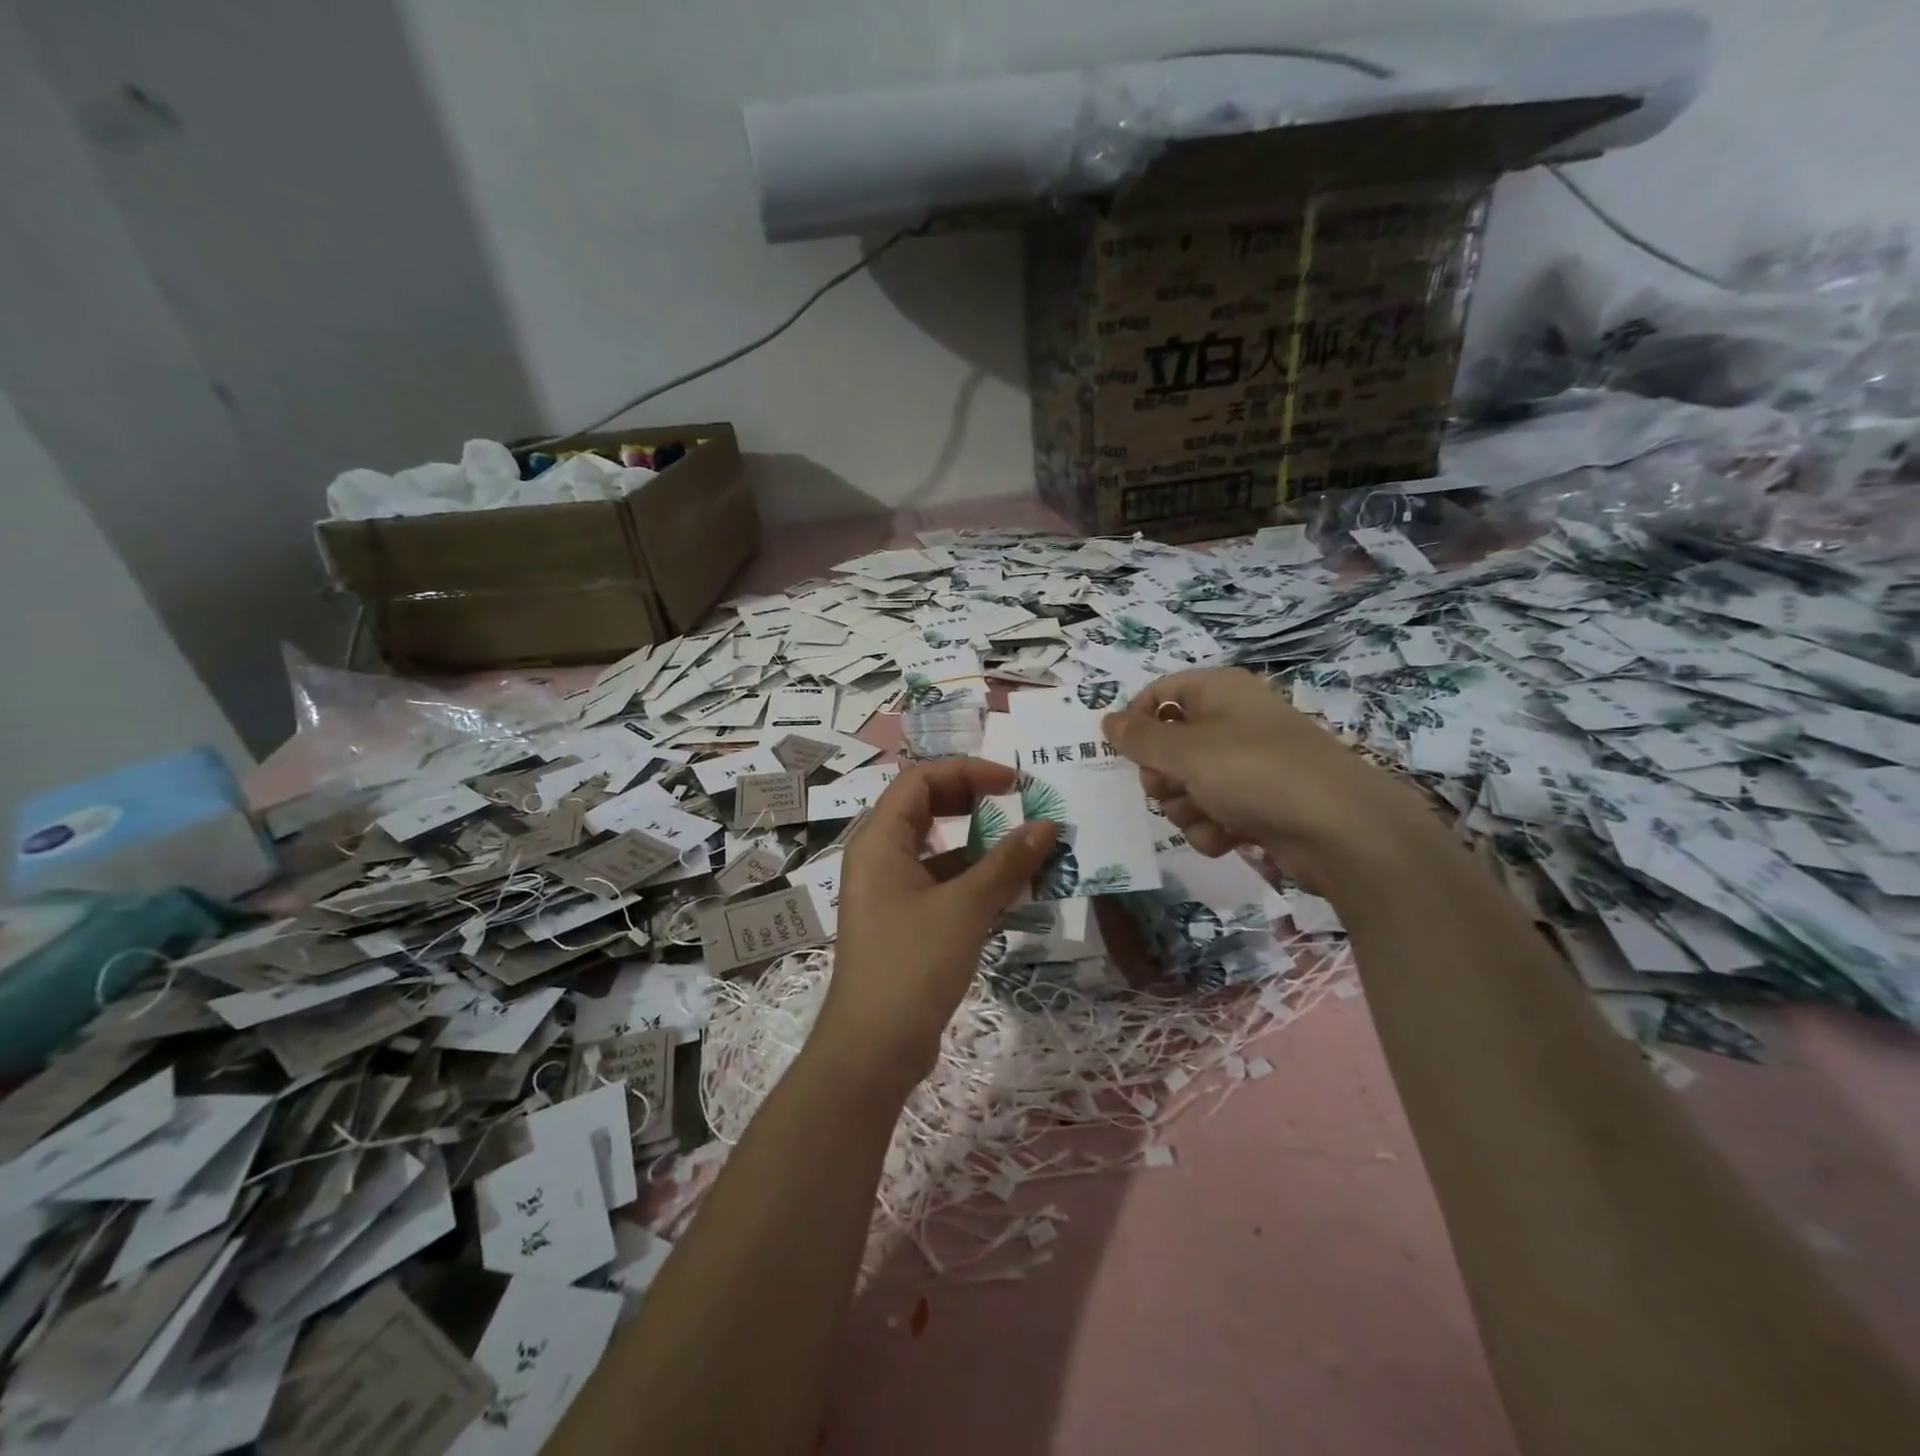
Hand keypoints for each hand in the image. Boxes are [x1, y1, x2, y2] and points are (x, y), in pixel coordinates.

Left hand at [814, 759, 1056, 1095]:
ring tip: (1031, 849)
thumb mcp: (964, 908)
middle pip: (929, 807)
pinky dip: (977, 880)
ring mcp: (892, 891)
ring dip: (984, 845)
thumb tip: (1047, 826)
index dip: (968, 771)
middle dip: (977, 801)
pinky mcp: (907, 922)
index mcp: (879, 839)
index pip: (920, 779)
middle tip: (1021, 805)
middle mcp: (880, 857)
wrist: (873, 1049)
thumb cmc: (912, 965)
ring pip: (941, 849)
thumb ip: (1007, 863)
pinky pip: (945, 884)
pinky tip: (1016, 891)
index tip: (1014, 783)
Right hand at [1103, 668, 1428, 888]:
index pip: (1160, 693)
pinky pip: (1213, 812)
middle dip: (1162, 776)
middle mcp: (1232, 722)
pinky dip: (1212, 828)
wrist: (1341, 829)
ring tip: (1207, 817)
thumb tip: (1106, 721)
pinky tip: (1228, 838)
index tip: (1122, 752)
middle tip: (1170, 788)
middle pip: (1169, 745)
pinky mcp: (1259, 803)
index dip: (1136, 721)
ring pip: (1187, 785)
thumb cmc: (1256, 773)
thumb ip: (1139, 739)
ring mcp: (1248, 765)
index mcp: (1218, 692)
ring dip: (1186, 808)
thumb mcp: (1187, 752)